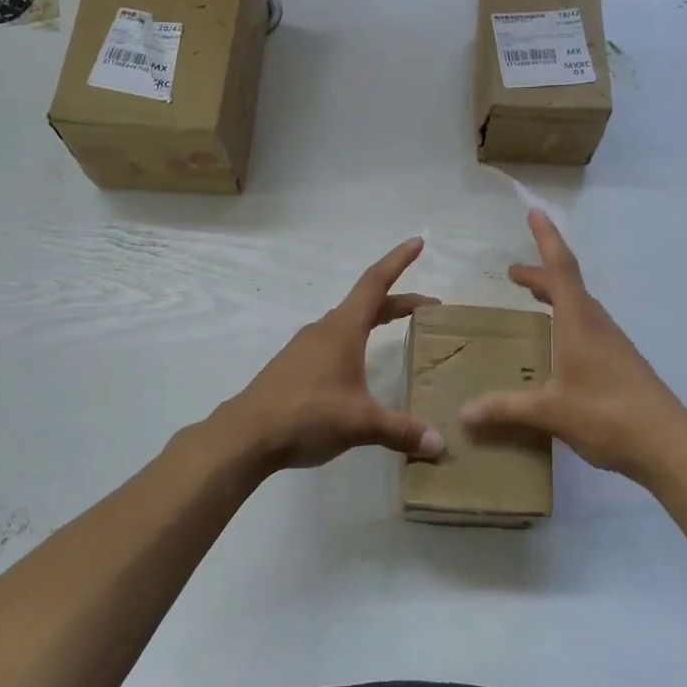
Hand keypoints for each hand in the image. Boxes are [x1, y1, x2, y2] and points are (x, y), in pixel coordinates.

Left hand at [216, 237, 446, 471]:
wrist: (246, 435)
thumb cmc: (307, 415)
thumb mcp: (361, 423)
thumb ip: (401, 430)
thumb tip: (440, 444)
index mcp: (342, 329)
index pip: (376, 283)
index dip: (398, 261)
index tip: (418, 242)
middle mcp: (324, 330)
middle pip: (367, 304)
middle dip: (399, 302)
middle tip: (429, 308)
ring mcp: (305, 347)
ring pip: (348, 323)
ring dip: (375, 320)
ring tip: (397, 332)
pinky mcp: (294, 367)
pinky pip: (333, 343)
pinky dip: (356, 341)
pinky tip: (358, 367)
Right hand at [460, 211, 686, 479]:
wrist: (669, 444)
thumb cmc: (608, 415)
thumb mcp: (550, 411)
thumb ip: (506, 408)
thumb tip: (463, 413)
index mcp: (580, 323)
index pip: (562, 269)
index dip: (547, 239)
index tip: (535, 213)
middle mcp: (598, 325)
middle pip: (569, 286)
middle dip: (542, 274)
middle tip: (514, 274)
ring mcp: (613, 344)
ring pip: (581, 308)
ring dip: (556, 297)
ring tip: (534, 302)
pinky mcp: (621, 364)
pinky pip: (589, 328)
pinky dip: (568, 322)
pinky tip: (560, 349)